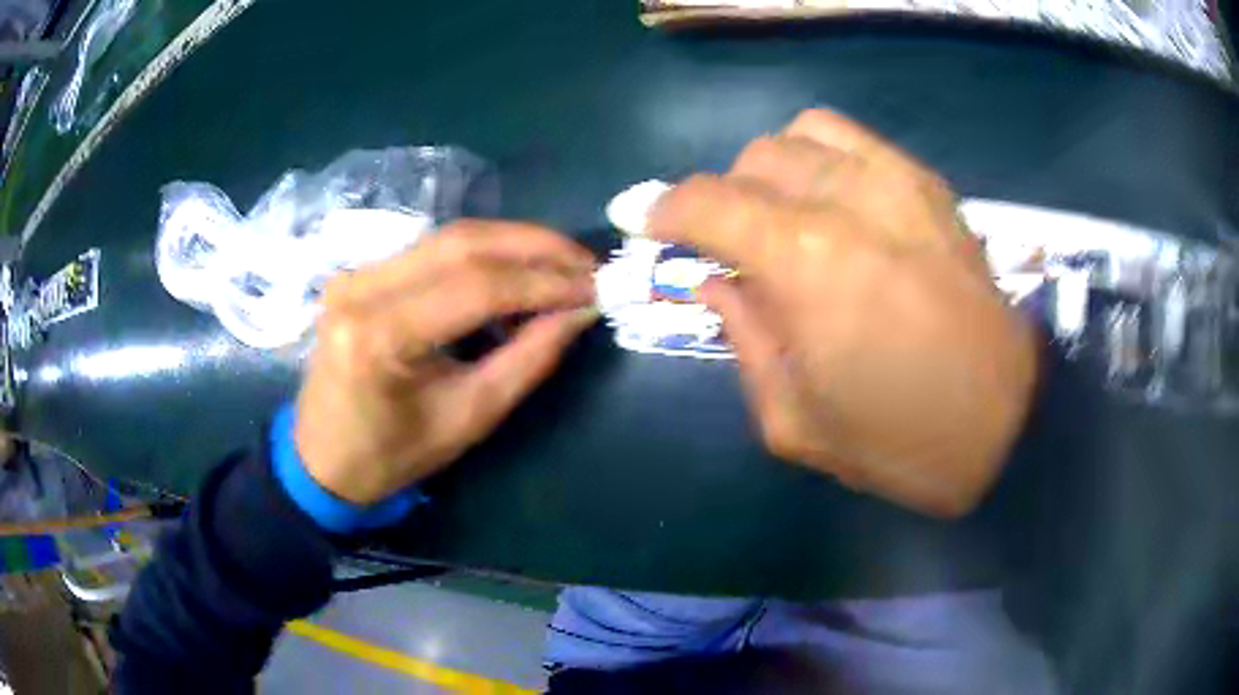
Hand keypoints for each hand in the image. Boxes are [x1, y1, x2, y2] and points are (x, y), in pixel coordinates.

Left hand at [295, 221, 597, 504]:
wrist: (322, 458)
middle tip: (585, 263)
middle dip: (534, 246)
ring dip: (512, 246)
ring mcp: (355, 274)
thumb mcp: (468, 418)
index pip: (475, 287)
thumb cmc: (392, 455)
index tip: (595, 285)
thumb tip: (580, 311)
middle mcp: (360, 289)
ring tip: (560, 267)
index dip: (544, 281)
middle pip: (461, 243)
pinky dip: (481, 257)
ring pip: (449, 238)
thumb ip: (528, 360)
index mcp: (378, 337)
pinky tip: (514, 274)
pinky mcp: (360, 274)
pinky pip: (432, 251)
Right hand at [649, 109, 1038, 516]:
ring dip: (772, 170)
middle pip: (753, 159)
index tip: (651, 227)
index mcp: (805, 261)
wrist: (1008, 428)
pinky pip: (855, 139)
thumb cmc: (899, 442)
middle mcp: (848, 198)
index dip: (665, 210)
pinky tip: (831, 198)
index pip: (706, 201)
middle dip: (722, 197)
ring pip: (801, 134)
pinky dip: (823, 156)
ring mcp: (897, 181)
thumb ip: (744, 338)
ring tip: (781, 214)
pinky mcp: (931, 185)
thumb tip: (715, 282)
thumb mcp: (795, 420)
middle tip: (729, 245)